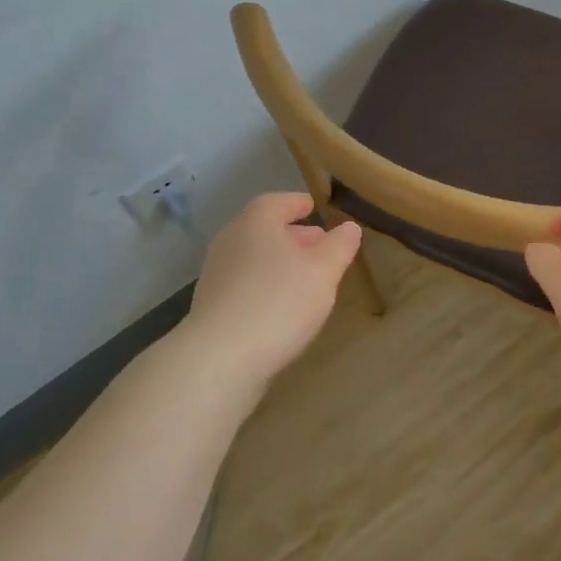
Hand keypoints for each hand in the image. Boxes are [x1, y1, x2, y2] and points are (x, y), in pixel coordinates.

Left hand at [184, 191, 361, 380]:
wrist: (220, 358)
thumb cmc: (279, 302)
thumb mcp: (323, 272)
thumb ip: (339, 247)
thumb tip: (349, 228)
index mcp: (257, 222)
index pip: (279, 202)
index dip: (298, 204)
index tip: (314, 208)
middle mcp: (231, 239)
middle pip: (264, 229)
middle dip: (293, 235)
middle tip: (319, 246)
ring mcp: (216, 273)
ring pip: (254, 258)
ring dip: (279, 263)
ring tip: (306, 279)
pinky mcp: (211, 305)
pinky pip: (244, 284)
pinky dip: (264, 285)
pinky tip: (282, 307)